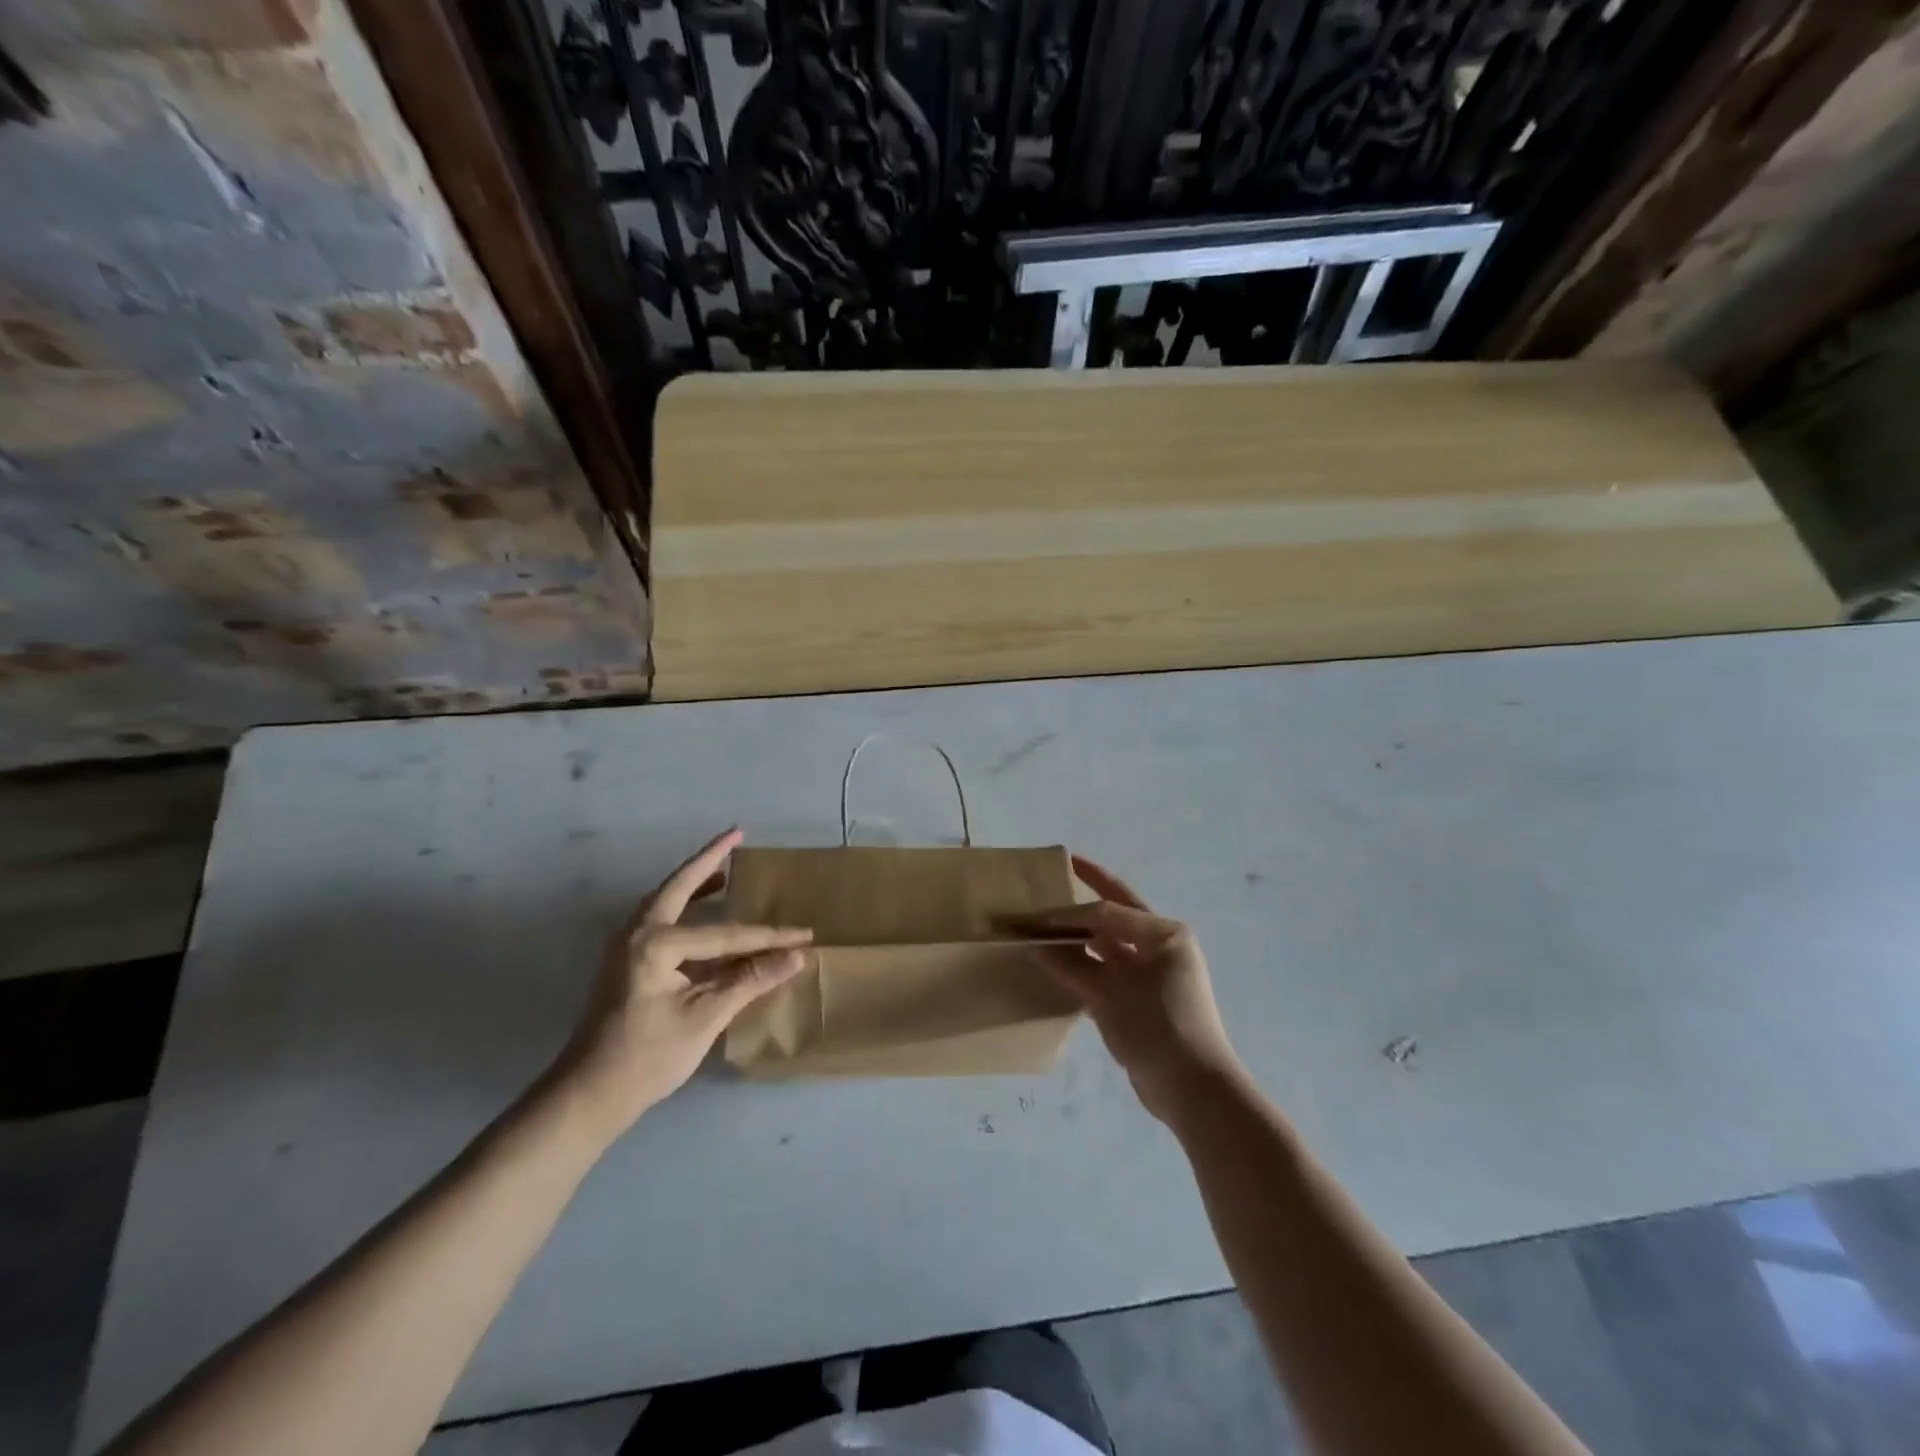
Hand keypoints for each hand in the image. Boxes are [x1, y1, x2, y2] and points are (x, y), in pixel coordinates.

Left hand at [551, 829, 811, 1138]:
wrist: (588, 1095)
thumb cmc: (647, 1057)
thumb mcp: (706, 1017)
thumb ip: (751, 980)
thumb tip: (797, 957)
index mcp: (656, 943)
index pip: (725, 934)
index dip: (768, 938)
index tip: (804, 935)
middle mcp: (637, 932)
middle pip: (680, 885)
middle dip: (710, 859)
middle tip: (737, 833)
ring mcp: (626, 945)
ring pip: (667, 899)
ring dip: (695, 881)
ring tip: (726, 868)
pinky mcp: (626, 960)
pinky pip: (662, 919)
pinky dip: (685, 907)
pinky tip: (704, 912)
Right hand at [1012, 856, 1243, 1123]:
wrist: (1193, 1091)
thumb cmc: (1157, 1028)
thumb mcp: (1110, 994)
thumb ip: (1071, 965)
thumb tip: (1035, 944)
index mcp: (1163, 933)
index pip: (1107, 911)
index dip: (1069, 913)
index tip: (1034, 916)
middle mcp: (1161, 945)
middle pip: (1114, 913)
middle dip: (1086, 893)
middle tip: (1057, 872)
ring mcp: (1153, 971)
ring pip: (1109, 942)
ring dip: (1081, 934)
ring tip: (1047, 921)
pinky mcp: (1143, 997)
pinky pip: (1108, 969)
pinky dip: (1084, 964)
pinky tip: (1058, 963)